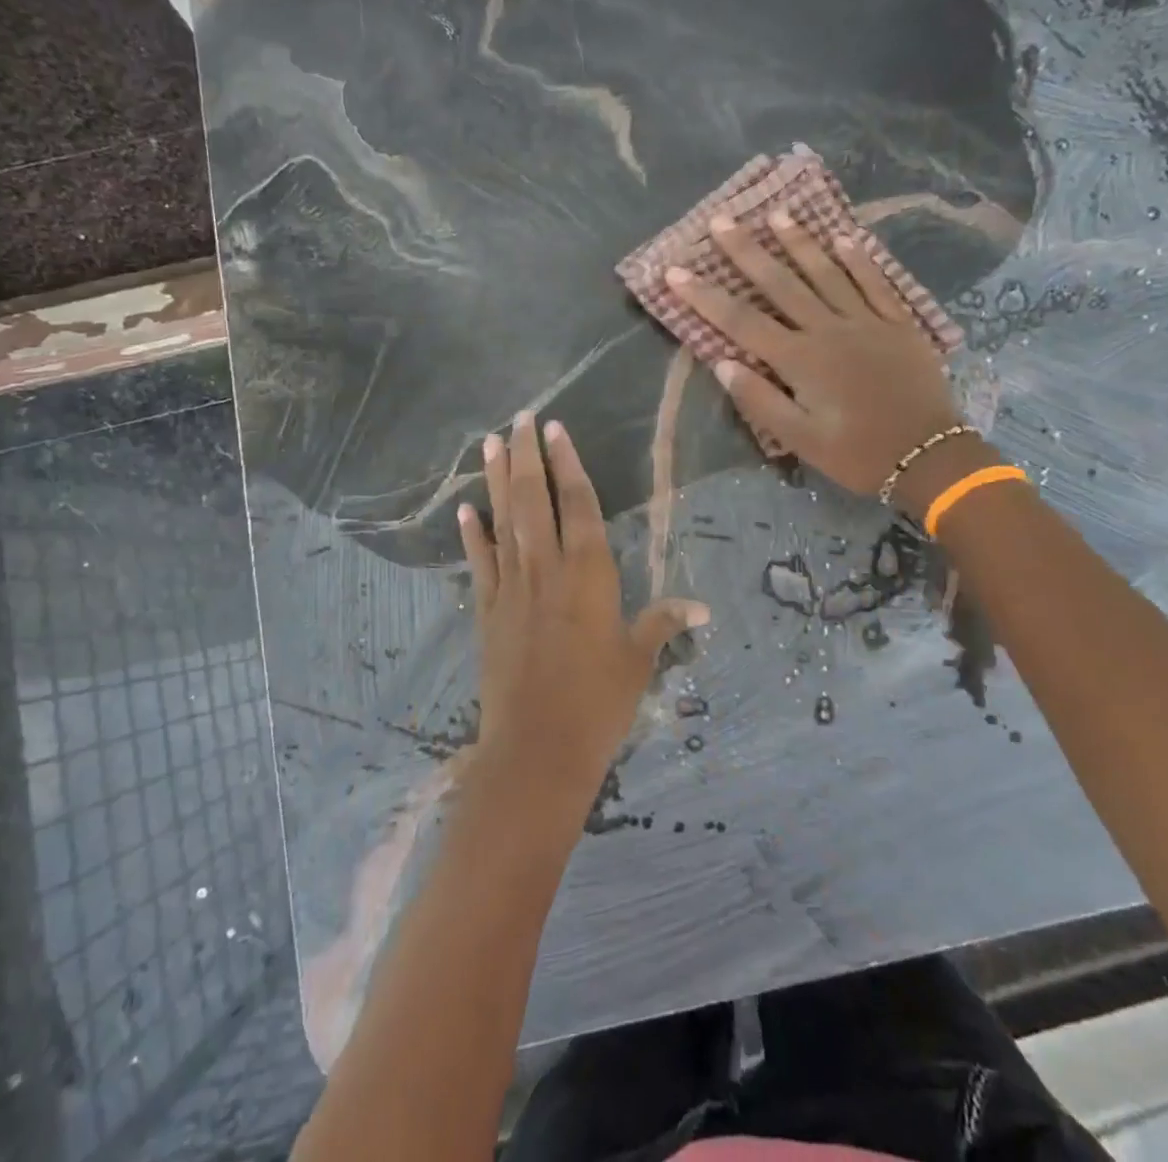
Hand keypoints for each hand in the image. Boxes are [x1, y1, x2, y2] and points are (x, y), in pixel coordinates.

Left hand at [457, 412, 708, 816]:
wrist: (537, 749)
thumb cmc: (598, 703)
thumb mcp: (638, 661)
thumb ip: (663, 623)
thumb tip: (702, 607)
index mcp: (589, 575)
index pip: (578, 505)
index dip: (568, 464)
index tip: (555, 429)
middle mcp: (547, 569)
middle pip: (535, 501)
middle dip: (528, 457)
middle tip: (519, 418)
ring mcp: (512, 588)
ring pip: (503, 521)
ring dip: (497, 480)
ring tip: (490, 442)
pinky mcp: (488, 611)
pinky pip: (480, 563)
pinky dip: (472, 535)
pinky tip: (465, 510)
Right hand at [665, 213, 981, 516]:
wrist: (929, 456)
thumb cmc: (858, 453)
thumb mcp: (801, 440)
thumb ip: (760, 401)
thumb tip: (722, 363)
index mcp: (800, 360)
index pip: (741, 322)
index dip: (705, 296)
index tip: (675, 271)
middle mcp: (829, 330)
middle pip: (780, 284)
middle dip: (747, 251)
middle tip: (721, 219)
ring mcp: (866, 321)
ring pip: (827, 273)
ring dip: (800, 242)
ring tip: (777, 214)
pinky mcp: (898, 324)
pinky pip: (875, 283)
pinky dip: (859, 260)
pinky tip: (845, 237)